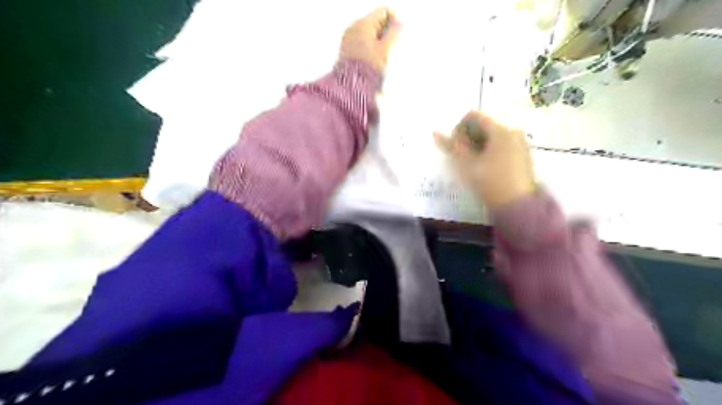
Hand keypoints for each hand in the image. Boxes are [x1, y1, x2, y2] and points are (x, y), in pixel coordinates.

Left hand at [340, 8, 400, 74]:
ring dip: (376, 38)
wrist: (352, 83)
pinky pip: (359, 40)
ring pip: (366, 31)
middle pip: (373, 21)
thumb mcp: (384, 49)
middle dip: (384, 29)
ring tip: (382, 52)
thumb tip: (399, 25)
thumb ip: (393, 34)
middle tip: (391, 43)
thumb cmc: (368, 67)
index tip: (398, 30)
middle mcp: (353, 27)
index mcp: (363, 24)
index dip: (393, 19)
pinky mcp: (345, 48)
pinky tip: (372, 56)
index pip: (382, 11)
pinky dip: (368, 45)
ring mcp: (348, 37)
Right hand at [434, 112, 534, 209]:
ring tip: (472, 165)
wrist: (517, 206)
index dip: (458, 129)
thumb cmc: (490, 182)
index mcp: (501, 130)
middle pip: (483, 126)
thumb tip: (435, 132)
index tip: (454, 147)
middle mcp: (513, 131)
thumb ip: (451, 147)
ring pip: (491, 137)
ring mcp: (520, 143)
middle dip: (468, 138)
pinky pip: (501, 145)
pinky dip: (488, 151)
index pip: (473, 117)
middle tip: (461, 158)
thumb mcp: (467, 165)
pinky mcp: (522, 155)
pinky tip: (485, 168)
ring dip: (477, 146)